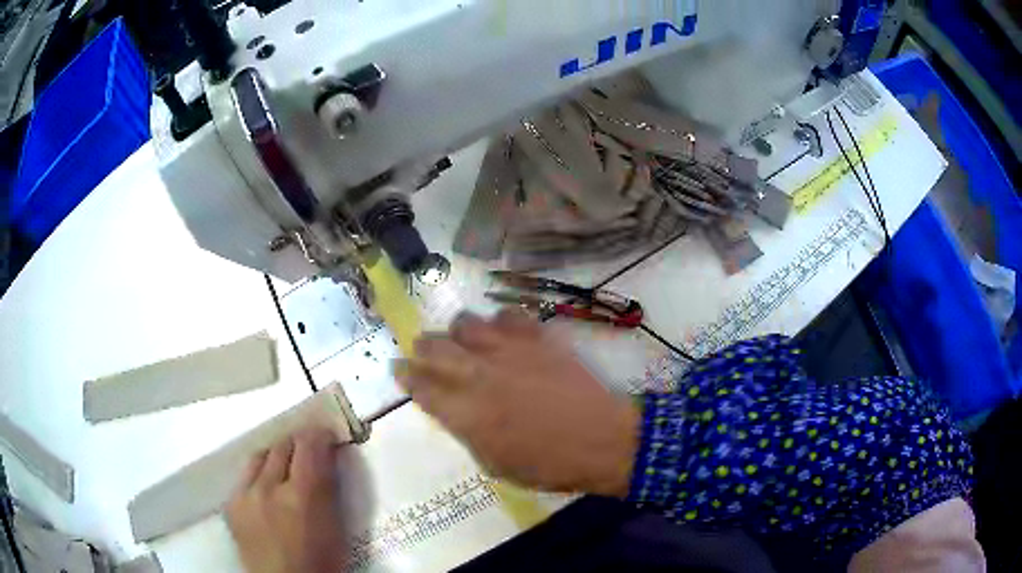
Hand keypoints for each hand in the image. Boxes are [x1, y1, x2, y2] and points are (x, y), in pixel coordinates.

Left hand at [225, 428, 346, 572]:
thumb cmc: (321, 563)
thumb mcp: (336, 528)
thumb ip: (329, 489)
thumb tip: (328, 458)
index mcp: (302, 496)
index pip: (308, 444)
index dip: (319, 433)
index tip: (326, 434)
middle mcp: (268, 488)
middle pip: (281, 444)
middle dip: (298, 443)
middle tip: (309, 451)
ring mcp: (244, 495)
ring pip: (259, 455)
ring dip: (275, 456)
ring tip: (285, 467)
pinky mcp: (230, 504)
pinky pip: (244, 476)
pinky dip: (258, 476)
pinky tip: (265, 490)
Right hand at [396, 309, 639, 496]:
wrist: (602, 440)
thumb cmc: (548, 465)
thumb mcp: (495, 464)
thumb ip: (466, 431)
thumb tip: (454, 410)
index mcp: (465, 413)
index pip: (420, 387)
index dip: (405, 376)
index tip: (398, 368)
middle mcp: (478, 375)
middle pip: (434, 348)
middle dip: (422, 347)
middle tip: (423, 350)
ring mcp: (509, 352)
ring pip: (465, 323)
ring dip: (458, 331)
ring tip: (465, 340)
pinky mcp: (537, 338)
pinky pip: (508, 315)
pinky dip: (500, 322)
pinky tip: (505, 334)